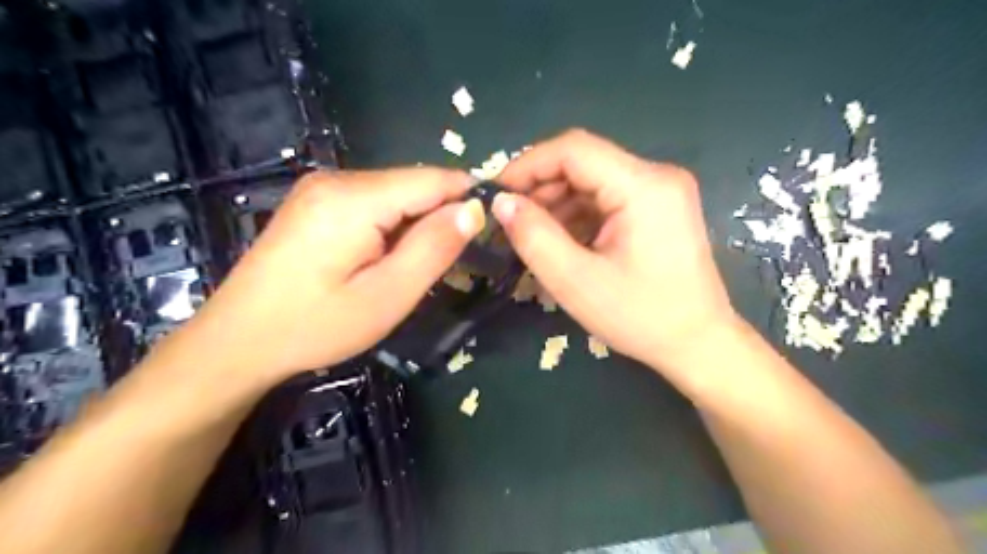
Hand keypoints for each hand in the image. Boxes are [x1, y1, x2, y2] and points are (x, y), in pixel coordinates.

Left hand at [177, 167, 488, 380]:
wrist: (237, 341)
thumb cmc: (316, 326)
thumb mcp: (387, 295)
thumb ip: (434, 248)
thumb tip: (475, 209)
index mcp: (355, 198)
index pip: (434, 179)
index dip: (469, 199)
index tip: (489, 233)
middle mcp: (337, 179)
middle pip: (414, 185)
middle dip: (441, 216)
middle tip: (451, 264)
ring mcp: (322, 188)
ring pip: (395, 195)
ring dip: (417, 225)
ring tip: (416, 267)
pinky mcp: (316, 203)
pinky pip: (373, 203)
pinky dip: (393, 227)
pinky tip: (385, 259)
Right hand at [498, 131, 735, 379]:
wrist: (698, 344)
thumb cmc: (640, 317)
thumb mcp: (576, 281)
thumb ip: (533, 236)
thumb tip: (501, 202)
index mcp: (644, 186)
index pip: (573, 150)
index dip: (527, 165)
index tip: (496, 194)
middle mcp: (656, 176)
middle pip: (583, 163)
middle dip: (540, 188)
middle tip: (509, 221)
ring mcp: (660, 192)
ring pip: (592, 181)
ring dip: (557, 204)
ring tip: (530, 236)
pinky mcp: (658, 209)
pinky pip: (607, 199)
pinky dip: (578, 216)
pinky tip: (560, 241)